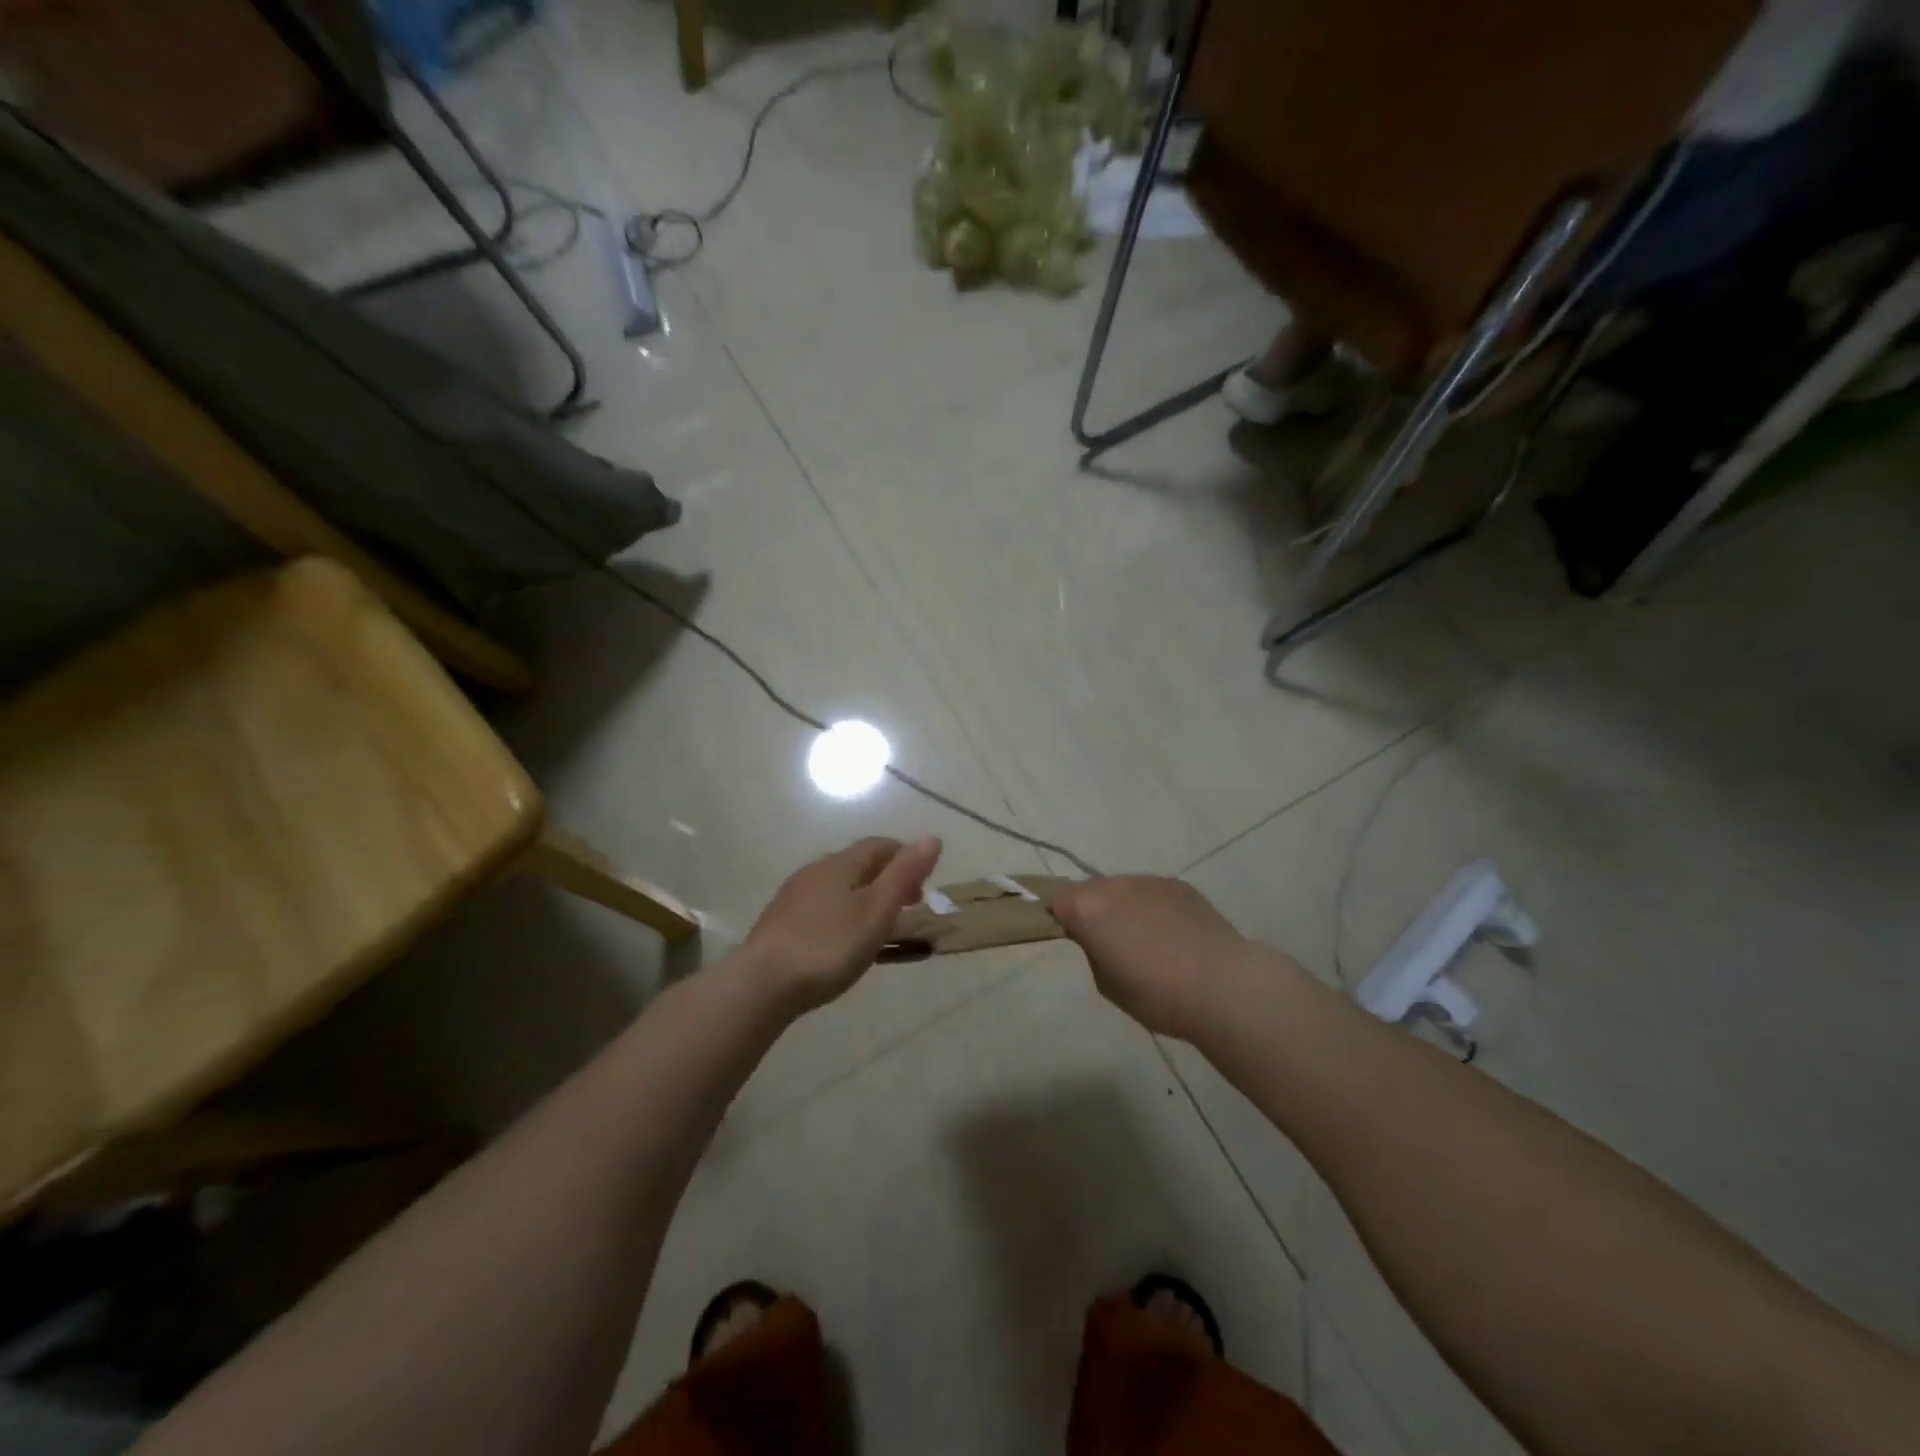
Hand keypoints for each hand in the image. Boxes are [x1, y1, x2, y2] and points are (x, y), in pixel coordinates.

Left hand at [744, 836, 942, 1013]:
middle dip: (886, 878)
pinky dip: (842, 914)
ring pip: (838, 886)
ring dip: (863, 897)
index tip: (923, 886)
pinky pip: (821, 907)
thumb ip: (905, 874)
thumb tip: (932, 838)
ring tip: (878, 926)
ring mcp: (793, 896)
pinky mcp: (780, 922)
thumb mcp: (877, 910)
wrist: (762, 984)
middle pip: (858, 864)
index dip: (905, 858)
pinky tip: (841, 940)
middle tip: (906, 907)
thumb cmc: (829, 946)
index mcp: (841, 863)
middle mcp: (815, 871)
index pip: (880, 845)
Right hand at [1051, 876, 1265, 1041]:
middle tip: (1110, 942)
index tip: (1075, 940)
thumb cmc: (1157, 995)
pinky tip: (1172, 934)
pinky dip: (1152, 907)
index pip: (1057, 901)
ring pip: (1122, 889)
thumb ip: (1092, 951)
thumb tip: (1097, 938)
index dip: (1062, 919)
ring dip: (1123, 907)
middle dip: (1093, 910)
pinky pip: (1152, 892)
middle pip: (1089, 890)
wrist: (1222, 985)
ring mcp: (1148, 880)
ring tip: (1146, 939)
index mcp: (1087, 909)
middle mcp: (1114, 885)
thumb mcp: (1106, 984)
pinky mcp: (1178, 885)